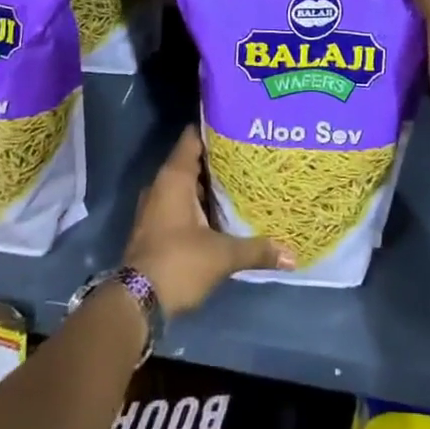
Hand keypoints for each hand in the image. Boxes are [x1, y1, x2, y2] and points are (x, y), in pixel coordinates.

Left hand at [122, 127, 293, 315]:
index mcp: (174, 177)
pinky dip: (201, 204)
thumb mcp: (222, 255)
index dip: (216, 128)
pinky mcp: (156, 228)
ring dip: (211, 185)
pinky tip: (225, 212)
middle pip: (194, 161)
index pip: (194, 137)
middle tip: (252, 156)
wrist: (137, 303)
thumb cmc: (178, 263)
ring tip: (244, 182)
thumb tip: (292, 255)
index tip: (241, 126)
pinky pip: (181, 204)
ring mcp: (156, 207)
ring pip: (188, 185)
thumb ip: (257, 249)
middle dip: (220, 160)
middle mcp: (162, 185)